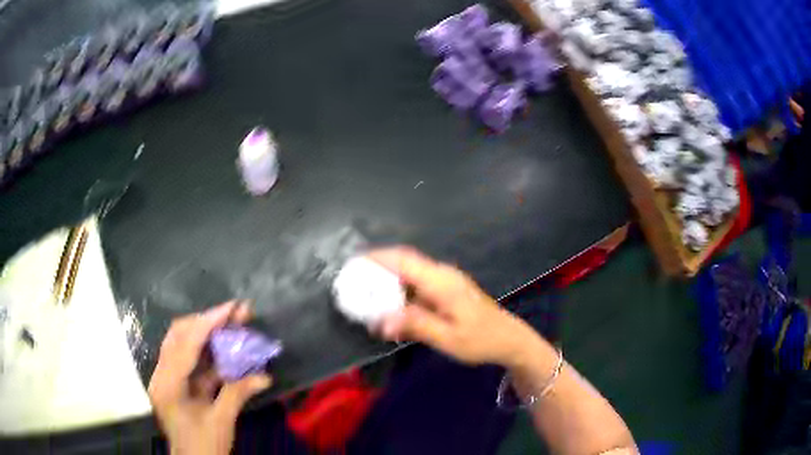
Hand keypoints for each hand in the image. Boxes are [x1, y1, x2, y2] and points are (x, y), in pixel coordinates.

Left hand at [148, 301, 271, 454]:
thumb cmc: (203, 447)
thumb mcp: (221, 423)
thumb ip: (237, 394)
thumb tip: (264, 375)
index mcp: (168, 385)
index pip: (185, 344)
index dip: (208, 323)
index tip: (231, 308)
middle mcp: (162, 375)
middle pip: (179, 336)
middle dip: (207, 322)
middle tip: (235, 313)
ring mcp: (168, 378)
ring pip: (184, 344)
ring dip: (208, 334)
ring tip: (233, 323)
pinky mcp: (176, 384)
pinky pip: (191, 361)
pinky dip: (209, 353)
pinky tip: (228, 349)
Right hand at [369, 247, 538, 367]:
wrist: (509, 340)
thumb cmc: (480, 340)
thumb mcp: (448, 338)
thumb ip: (415, 325)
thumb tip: (381, 320)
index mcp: (442, 282)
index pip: (404, 260)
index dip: (378, 257)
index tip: (354, 262)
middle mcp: (443, 274)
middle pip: (405, 262)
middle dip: (378, 267)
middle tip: (355, 280)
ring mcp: (446, 281)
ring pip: (411, 273)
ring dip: (389, 280)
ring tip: (366, 293)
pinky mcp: (448, 290)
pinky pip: (418, 284)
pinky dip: (401, 290)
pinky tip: (391, 305)